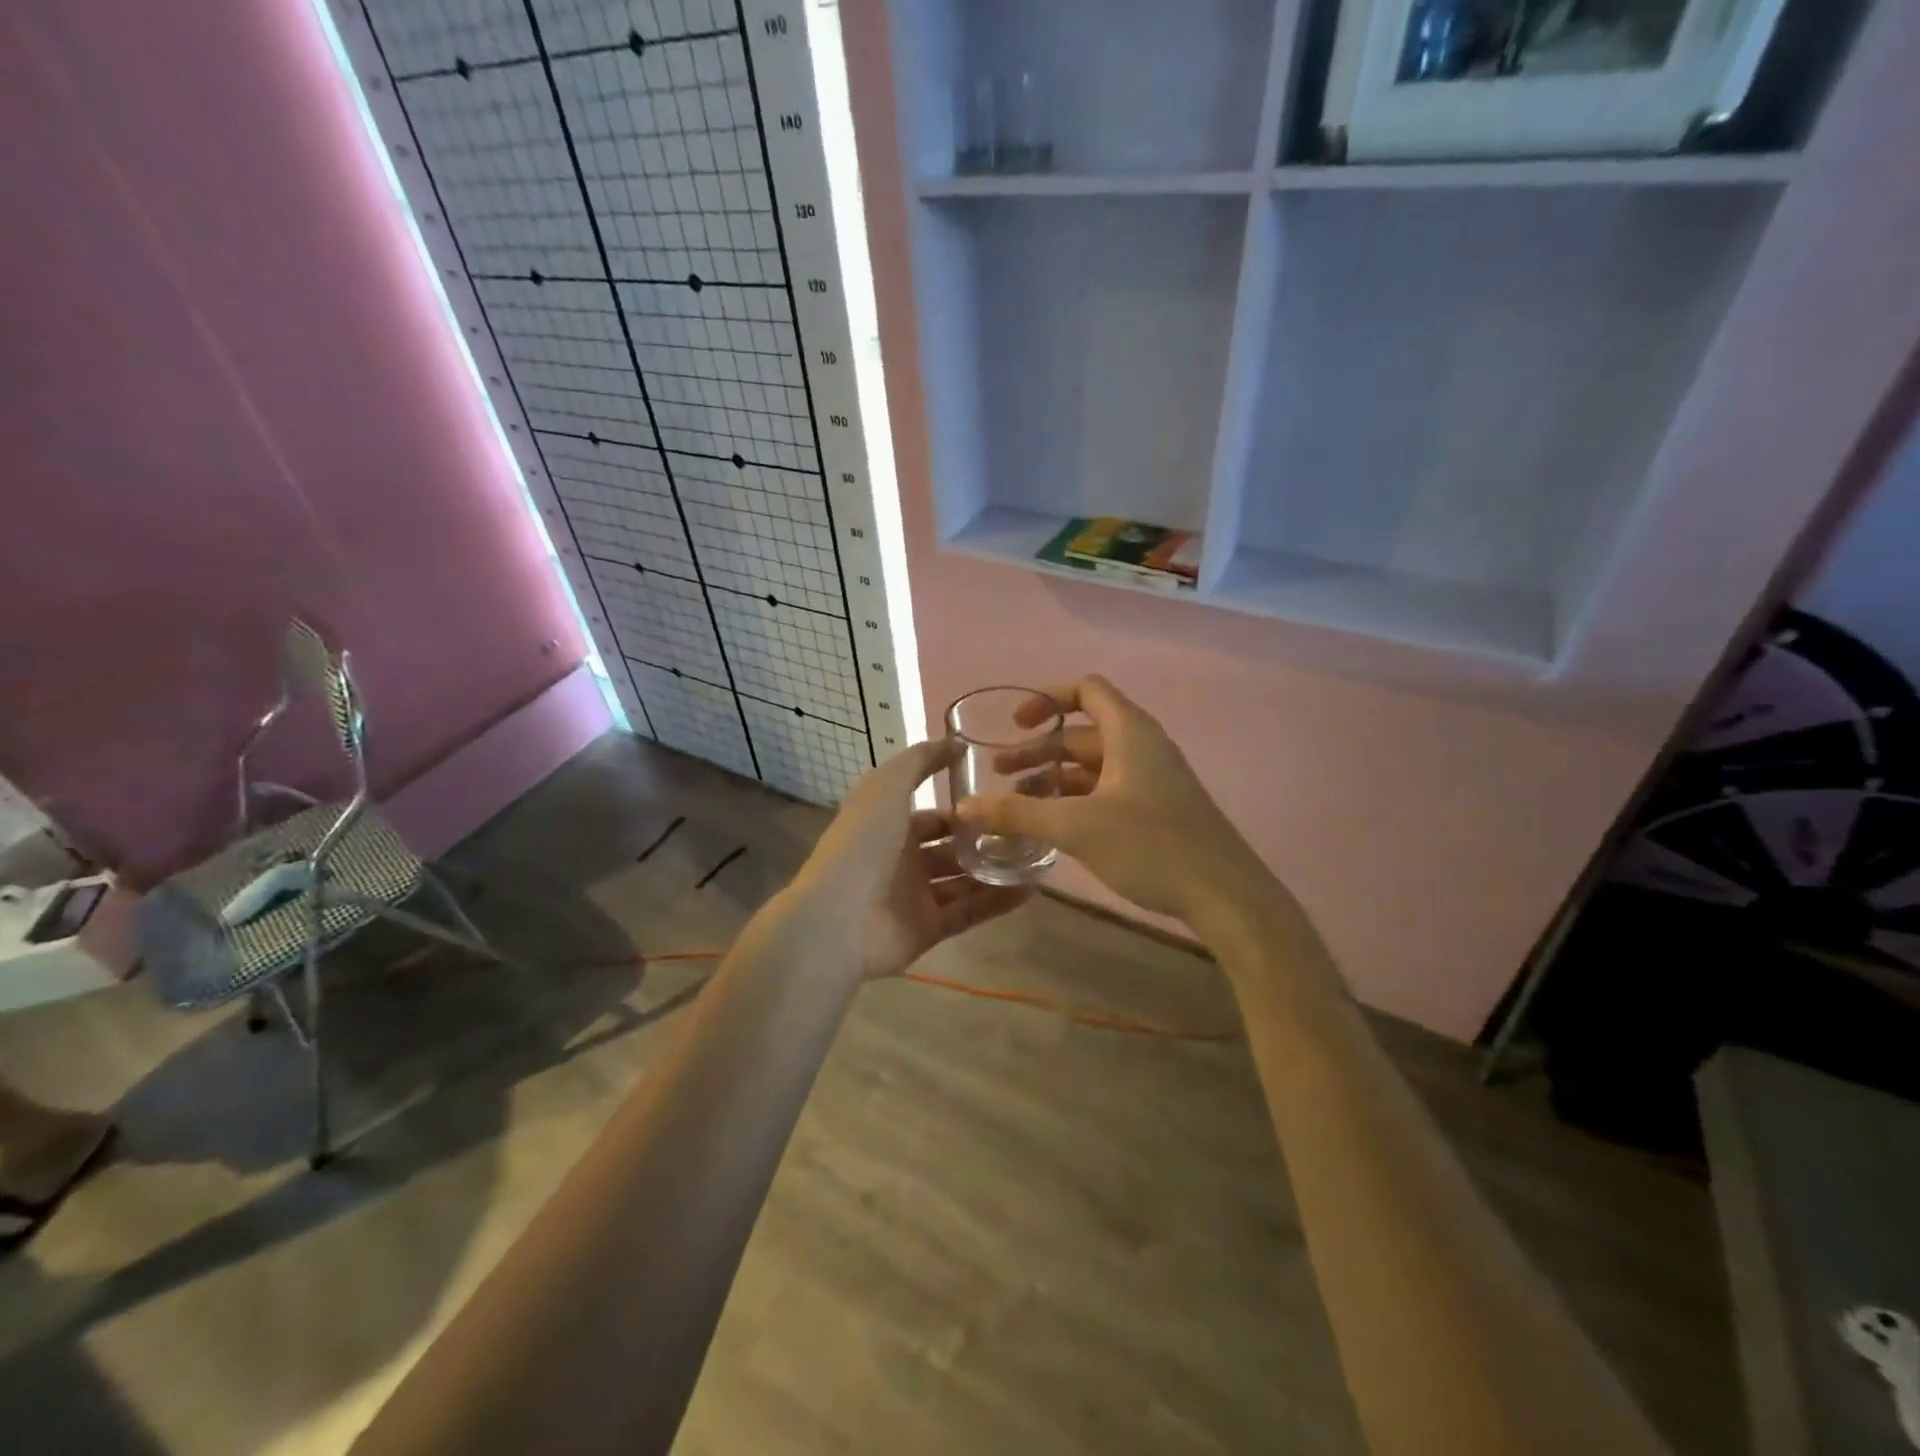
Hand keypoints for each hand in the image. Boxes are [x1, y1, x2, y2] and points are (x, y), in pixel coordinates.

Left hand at [784, 738, 1031, 979]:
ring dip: (997, 871)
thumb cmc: (862, 844)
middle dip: (985, 841)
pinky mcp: (928, 929)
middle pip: (952, 849)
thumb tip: (956, 742)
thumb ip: (920, 760)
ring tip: (1038, 859)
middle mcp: (903, 861)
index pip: (933, 816)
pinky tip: (1032, 889)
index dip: (964, 808)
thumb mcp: (887, 786)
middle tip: (1027, 831)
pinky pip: (969, 913)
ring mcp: (915, 898)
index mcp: (889, 827)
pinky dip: (997, 902)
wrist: (837, 918)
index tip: (1003, 799)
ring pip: (965, 881)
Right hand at [955, 675, 1267, 926]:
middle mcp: (1142, 747)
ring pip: (1093, 767)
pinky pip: (1107, 792)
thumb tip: (964, 808)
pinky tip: (1052, 827)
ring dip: (1054, 779)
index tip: (1014, 725)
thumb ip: (1017, 814)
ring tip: (1018, 805)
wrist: (1226, 896)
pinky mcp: (1157, 811)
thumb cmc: (1151, 846)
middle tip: (999, 775)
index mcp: (1130, 732)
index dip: (1046, 699)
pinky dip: (1076, 800)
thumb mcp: (1076, 827)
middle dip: (1038, 750)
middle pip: (1082, 734)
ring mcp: (1152, 780)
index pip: (1086, 690)